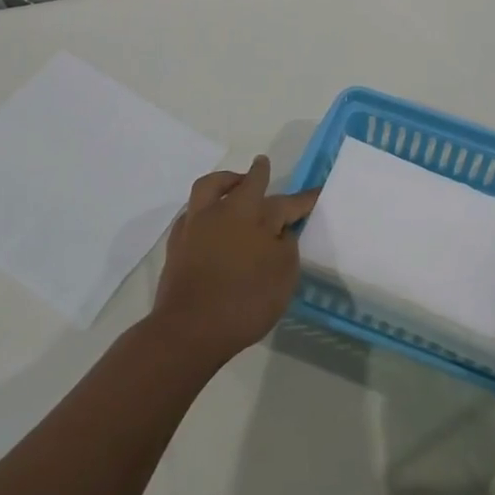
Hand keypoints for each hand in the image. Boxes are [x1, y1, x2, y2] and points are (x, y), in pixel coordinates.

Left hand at [151, 156, 318, 367]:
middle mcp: (225, 211)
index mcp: (255, 217)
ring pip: (210, 188)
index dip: (304, 199)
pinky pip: (191, 212)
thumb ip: (285, 247)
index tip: (317, 192)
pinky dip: (204, 208)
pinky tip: (209, 219)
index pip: (286, 203)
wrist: (190, 328)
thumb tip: (280, 231)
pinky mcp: (177, 242)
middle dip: (258, 173)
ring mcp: (197, 224)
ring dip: (225, 181)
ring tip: (233, 185)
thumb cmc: (245, 302)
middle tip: (262, 165)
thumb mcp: (283, 276)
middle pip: (245, 183)